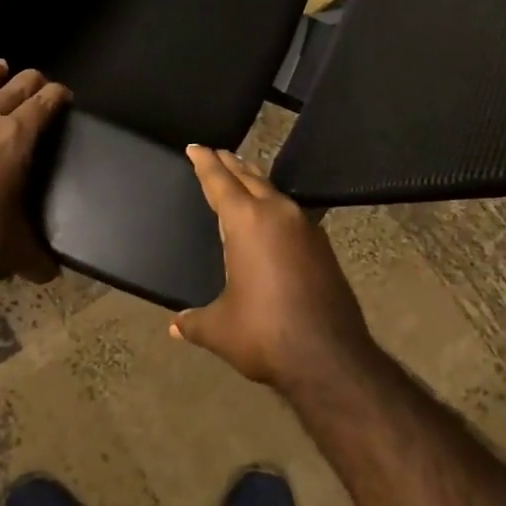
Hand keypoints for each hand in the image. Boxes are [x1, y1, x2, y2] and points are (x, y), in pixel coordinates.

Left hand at [0, 44, 70, 285]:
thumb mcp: (16, 252)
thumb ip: (38, 257)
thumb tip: (53, 273)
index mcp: (16, 138)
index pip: (45, 104)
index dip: (57, 95)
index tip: (62, 95)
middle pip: (16, 88)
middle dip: (31, 82)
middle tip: (37, 84)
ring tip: (2, 65)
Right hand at [171, 147, 375, 393]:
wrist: (330, 358)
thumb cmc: (265, 334)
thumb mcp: (220, 329)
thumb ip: (194, 322)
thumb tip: (175, 327)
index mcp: (246, 222)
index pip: (220, 181)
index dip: (205, 162)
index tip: (196, 147)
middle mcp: (276, 214)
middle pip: (249, 177)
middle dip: (230, 164)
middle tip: (216, 154)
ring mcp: (304, 227)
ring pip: (273, 191)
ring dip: (255, 181)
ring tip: (242, 176)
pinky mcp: (322, 245)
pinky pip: (290, 211)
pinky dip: (274, 204)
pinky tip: (272, 217)